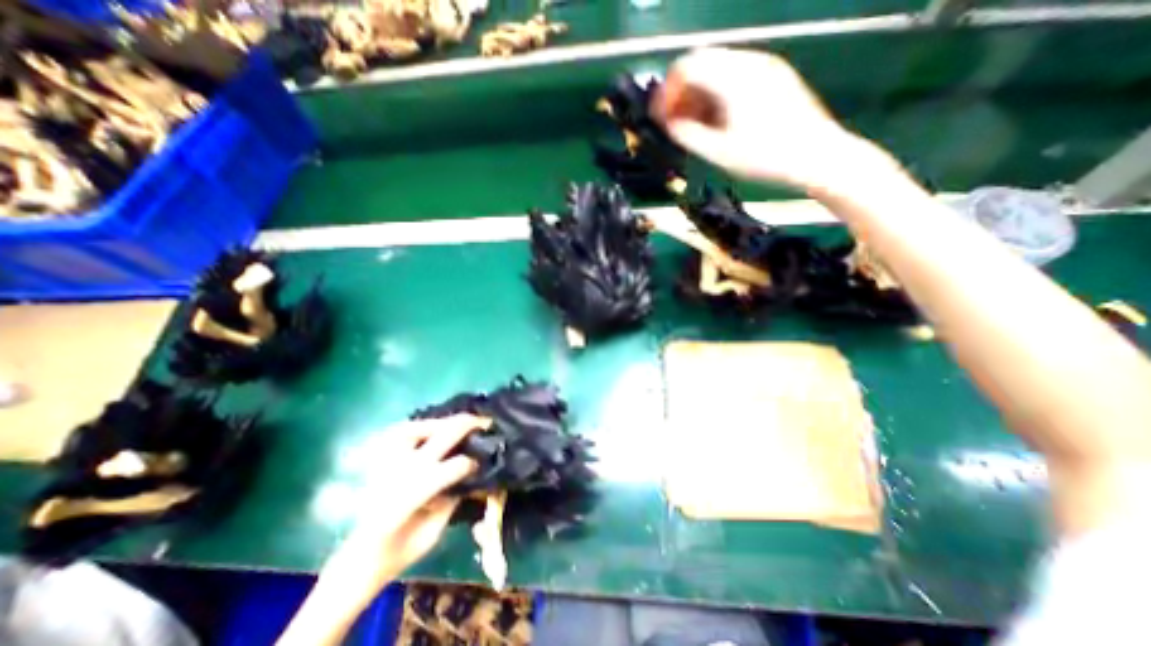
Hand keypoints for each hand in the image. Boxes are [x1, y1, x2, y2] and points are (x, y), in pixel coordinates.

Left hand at [282, 415, 490, 644]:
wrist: (358, 559)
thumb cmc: (399, 551)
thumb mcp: (434, 532)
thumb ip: (452, 500)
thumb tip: (470, 475)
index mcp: (413, 496)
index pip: (453, 467)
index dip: (472, 462)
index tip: (482, 464)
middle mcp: (400, 471)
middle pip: (442, 436)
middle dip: (468, 425)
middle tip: (485, 422)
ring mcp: (387, 461)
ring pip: (419, 426)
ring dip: (443, 422)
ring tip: (458, 422)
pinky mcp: (379, 459)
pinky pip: (401, 431)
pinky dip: (420, 425)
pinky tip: (433, 428)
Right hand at [651, 47, 893, 193]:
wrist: (818, 157)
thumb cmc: (766, 158)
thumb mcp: (719, 152)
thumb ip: (688, 135)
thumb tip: (668, 123)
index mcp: (734, 78)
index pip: (688, 66)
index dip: (667, 90)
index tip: (659, 115)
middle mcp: (750, 62)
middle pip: (702, 62)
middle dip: (682, 90)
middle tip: (673, 120)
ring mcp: (765, 67)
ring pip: (718, 68)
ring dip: (699, 92)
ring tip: (692, 123)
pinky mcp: (774, 77)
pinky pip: (735, 75)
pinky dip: (717, 92)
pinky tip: (715, 119)